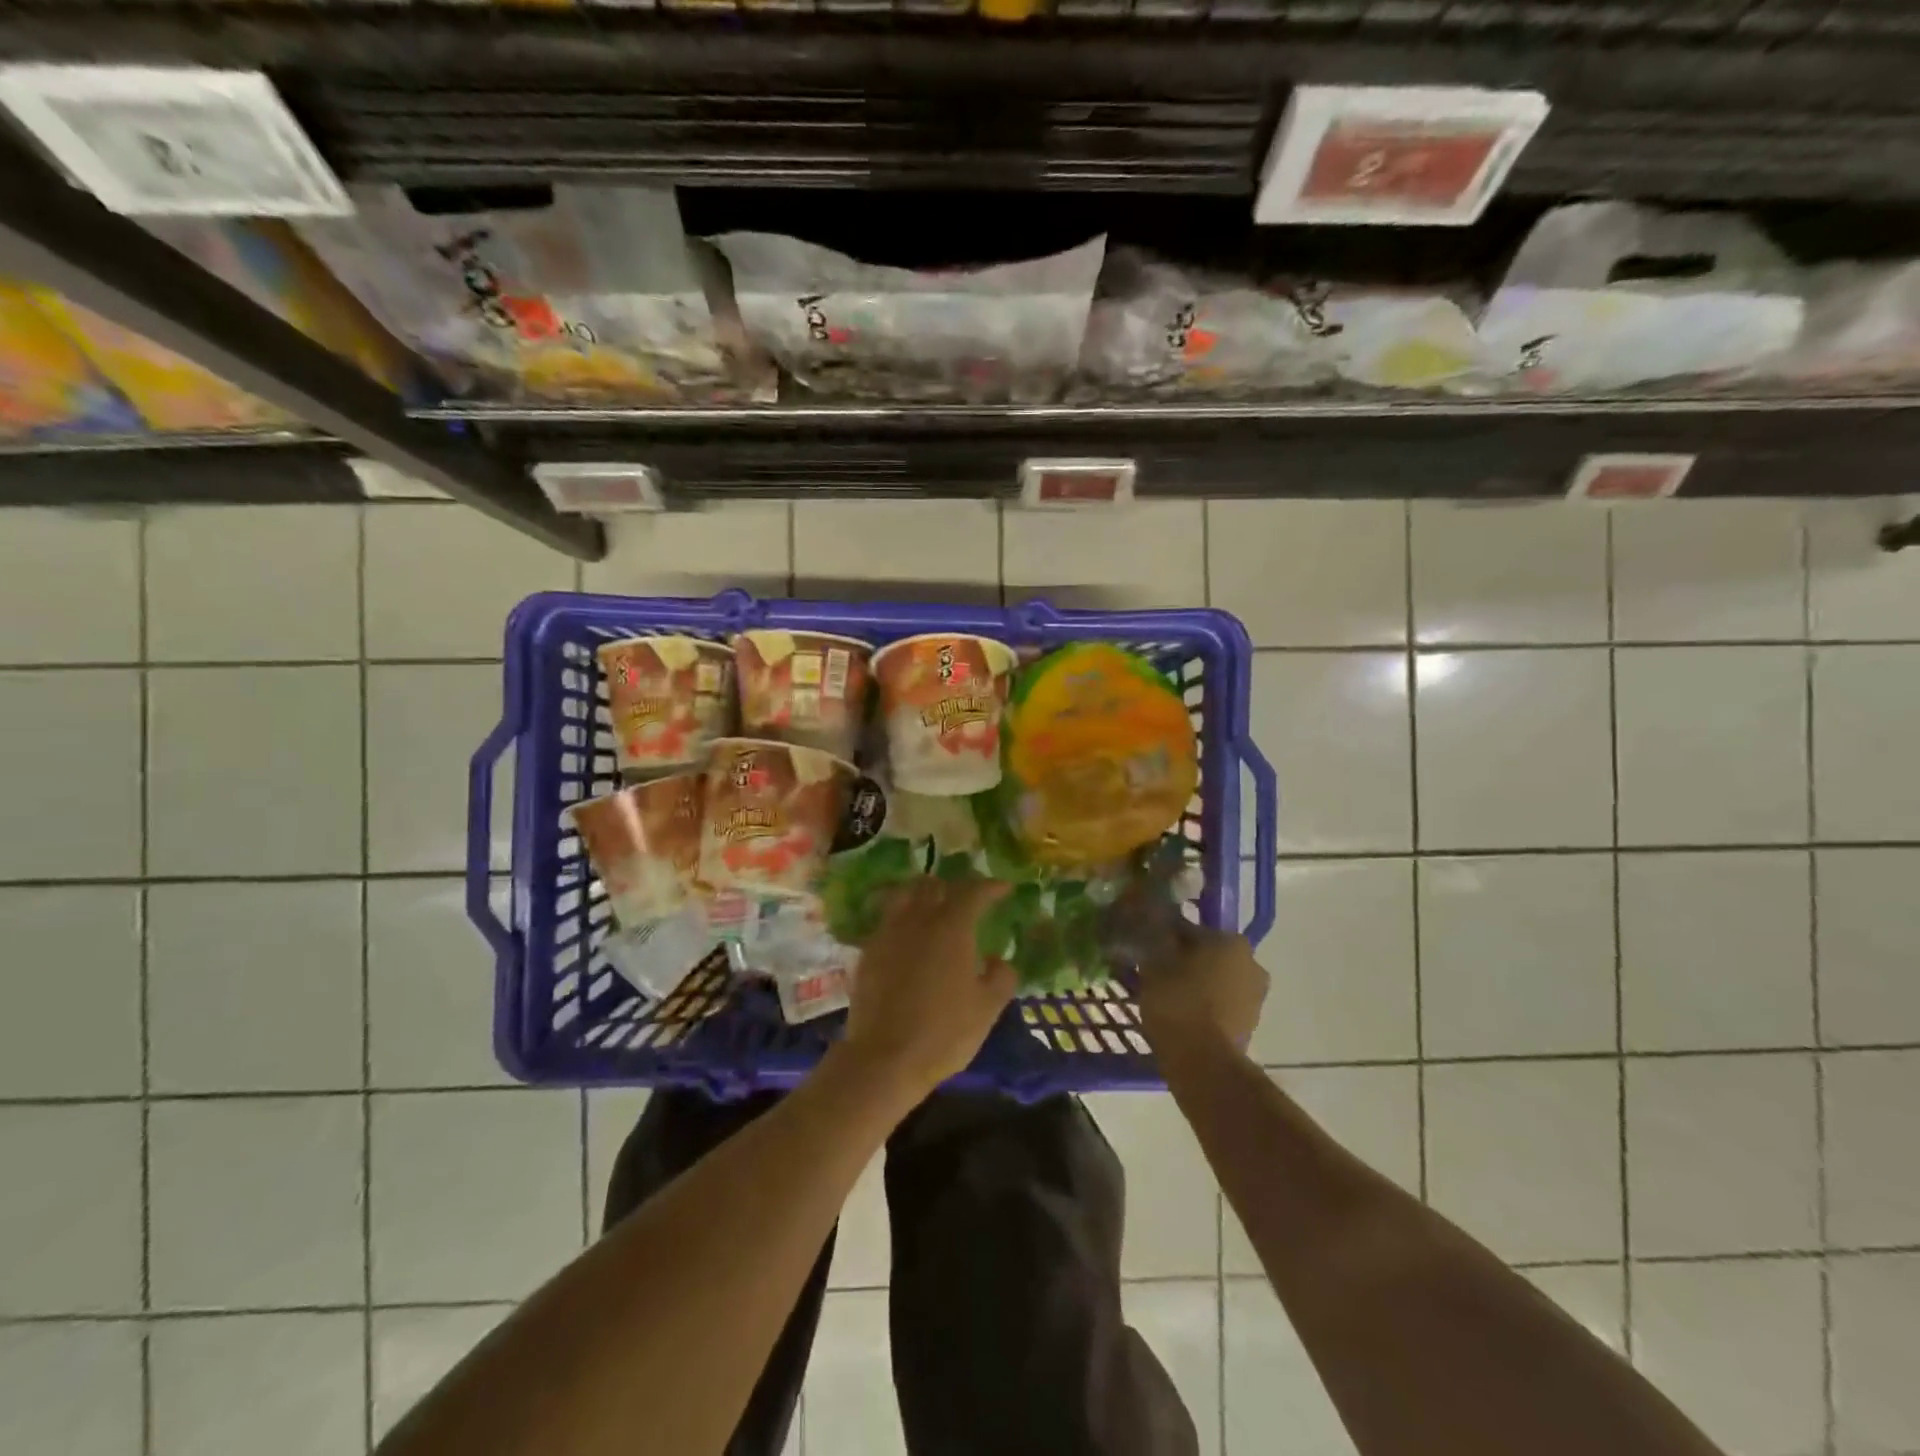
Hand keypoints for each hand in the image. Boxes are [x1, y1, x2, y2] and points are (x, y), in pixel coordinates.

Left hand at [838, 876, 1017, 1100]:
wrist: (884, 1057)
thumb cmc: (943, 1033)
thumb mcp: (987, 1009)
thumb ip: (1001, 977)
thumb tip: (997, 959)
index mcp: (952, 927)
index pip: (973, 892)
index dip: (991, 886)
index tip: (1004, 888)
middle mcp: (918, 919)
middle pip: (934, 885)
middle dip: (954, 886)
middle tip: (967, 899)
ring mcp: (888, 932)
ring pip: (904, 895)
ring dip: (922, 894)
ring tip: (933, 906)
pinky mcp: (868, 951)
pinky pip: (887, 920)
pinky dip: (901, 917)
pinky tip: (907, 935)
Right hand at [1137, 925, 1267, 1056]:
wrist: (1203, 1064)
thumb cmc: (1178, 1002)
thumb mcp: (1155, 963)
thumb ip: (1156, 938)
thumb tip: (1155, 924)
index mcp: (1232, 941)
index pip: (1191, 929)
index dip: (1166, 938)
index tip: (1147, 950)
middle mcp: (1252, 964)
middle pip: (1207, 955)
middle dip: (1184, 961)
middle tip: (1155, 974)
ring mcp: (1255, 998)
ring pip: (1216, 981)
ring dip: (1195, 985)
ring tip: (1165, 998)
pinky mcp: (1250, 1026)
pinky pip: (1220, 1006)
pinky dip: (1203, 1007)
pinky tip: (1180, 1017)